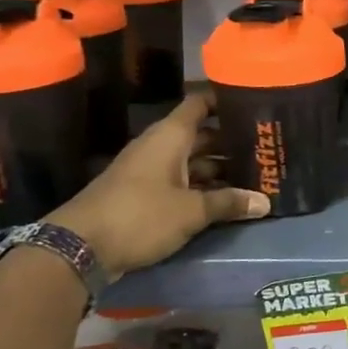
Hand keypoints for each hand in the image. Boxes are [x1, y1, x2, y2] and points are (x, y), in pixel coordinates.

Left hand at [50, 92, 267, 276]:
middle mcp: (161, 147)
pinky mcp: (144, 195)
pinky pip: (182, 183)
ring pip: (193, 162)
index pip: (200, 104)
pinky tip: (228, 200)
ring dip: (221, 170)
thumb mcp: (191, 211)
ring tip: (256, 177)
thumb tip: (264, 202)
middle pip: (202, 136)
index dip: (225, 101)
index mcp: (170, 137)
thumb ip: (228, 203)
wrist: (80, 247)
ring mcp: (151, 172)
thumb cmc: (140, 215)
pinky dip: (204, 188)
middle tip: (267, 150)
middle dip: (233, 143)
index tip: (255, 105)